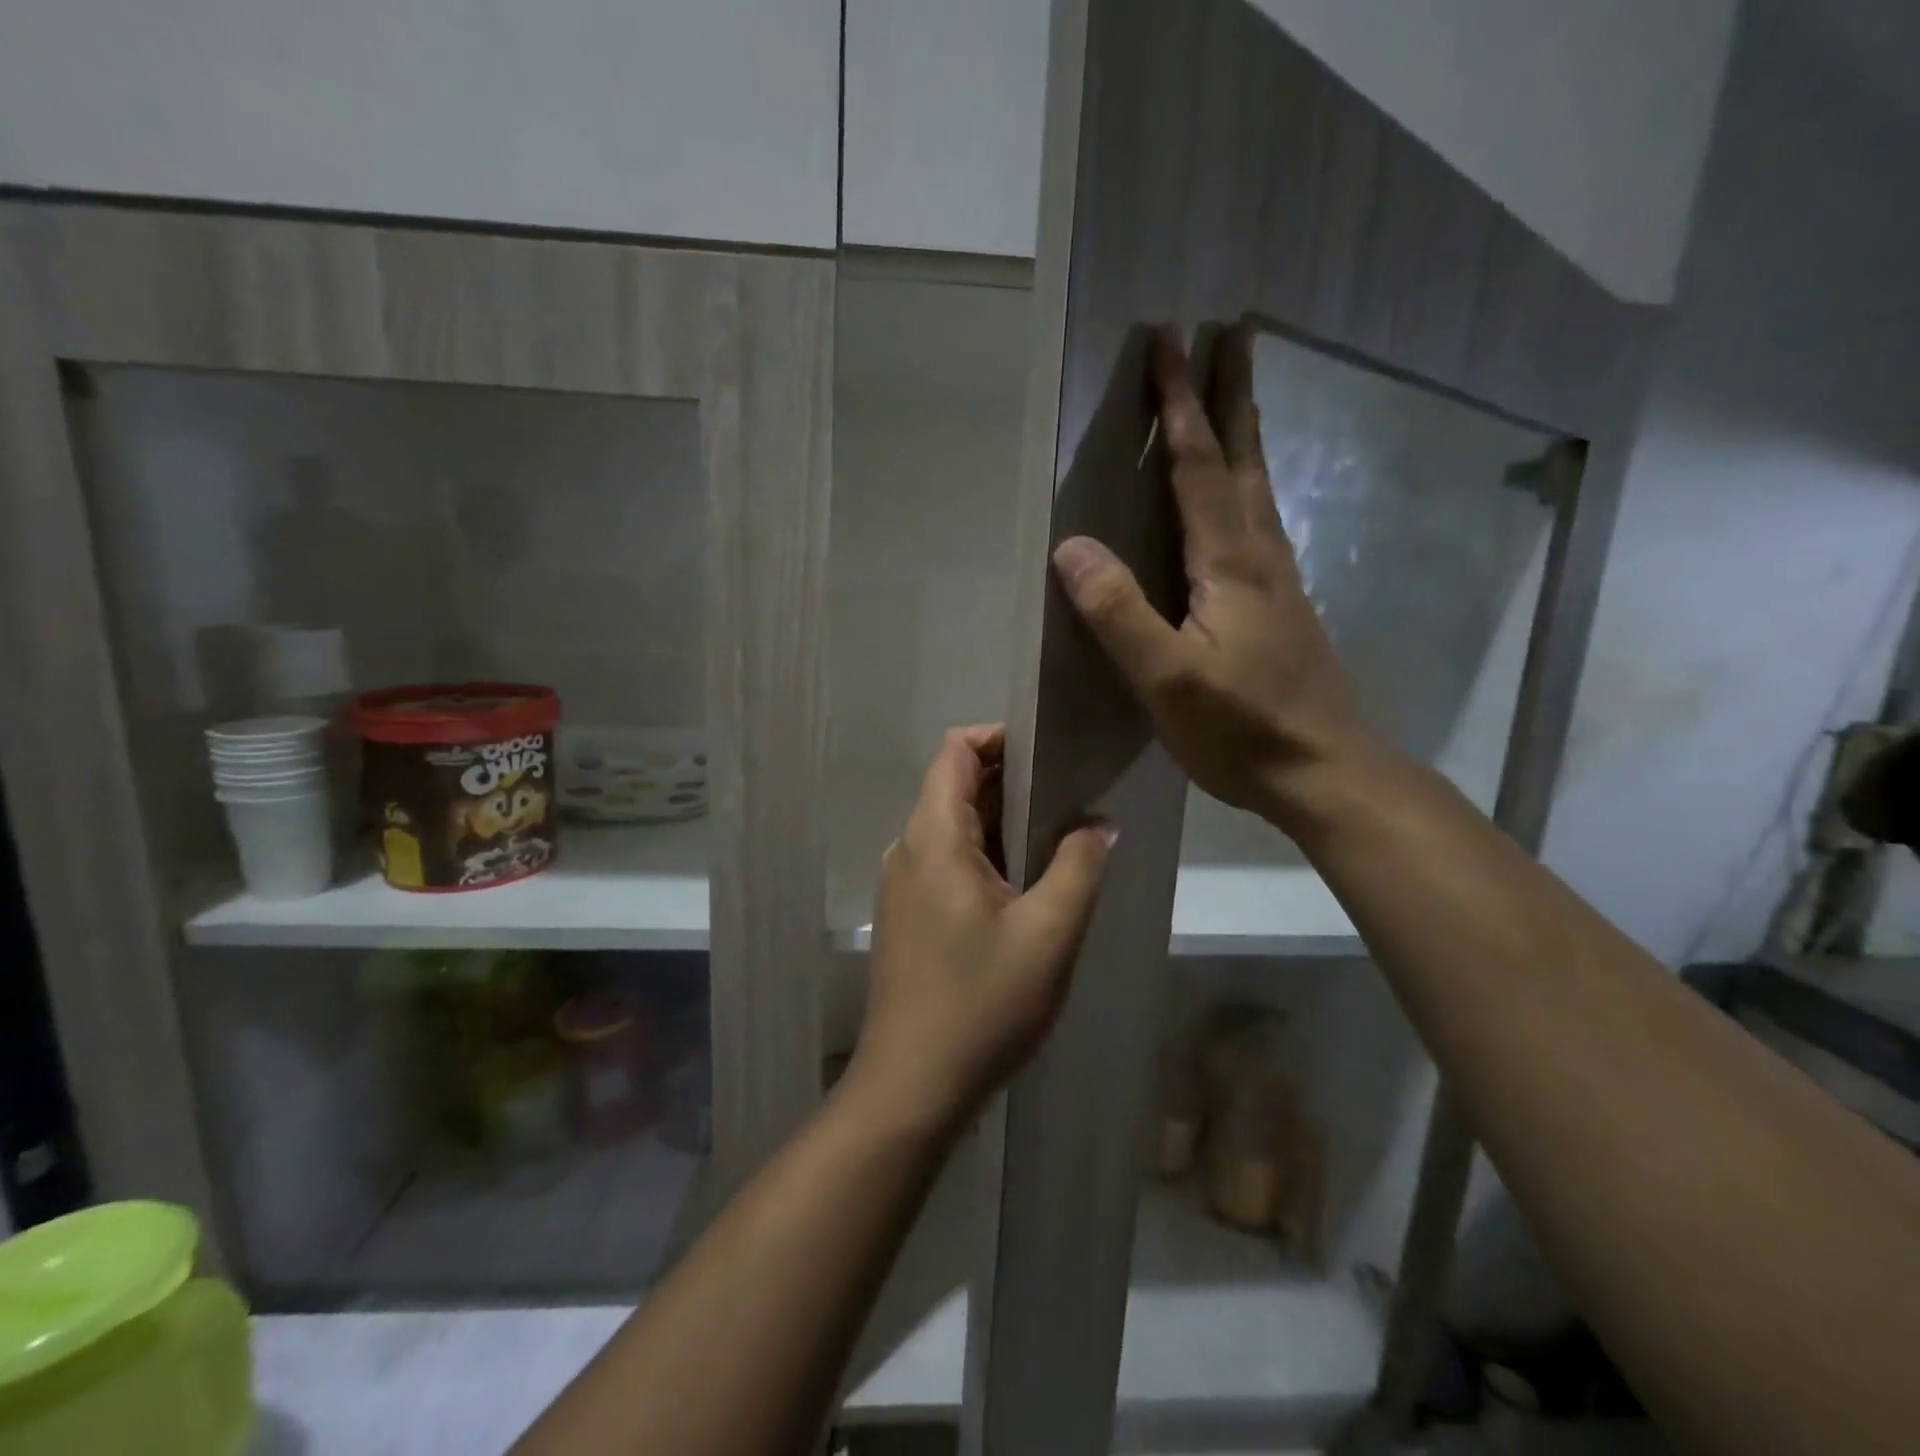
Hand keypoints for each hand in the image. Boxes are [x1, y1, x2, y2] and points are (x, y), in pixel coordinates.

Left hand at [852, 725, 1114, 1132]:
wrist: (913, 1086)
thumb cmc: (982, 1003)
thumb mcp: (1050, 932)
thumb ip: (1079, 866)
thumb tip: (1099, 824)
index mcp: (933, 836)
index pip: (956, 750)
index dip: (1001, 737)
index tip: (1051, 751)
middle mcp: (909, 849)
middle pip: (955, 785)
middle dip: (1012, 779)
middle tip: (1072, 793)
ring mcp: (903, 885)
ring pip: (953, 827)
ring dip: (1002, 821)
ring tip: (1060, 835)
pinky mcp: (908, 916)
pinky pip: (947, 862)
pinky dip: (986, 854)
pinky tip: (1026, 885)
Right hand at [1051, 324, 1374, 828]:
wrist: (1327, 772)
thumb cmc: (1242, 729)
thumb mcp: (1167, 678)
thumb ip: (1119, 612)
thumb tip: (1071, 546)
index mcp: (1229, 562)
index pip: (1197, 465)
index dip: (1178, 403)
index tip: (1170, 338)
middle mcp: (1260, 555)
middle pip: (1241, 459)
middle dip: (1228, 395)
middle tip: (1229, 334)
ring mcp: (1278, 581)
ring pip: (1257, 488)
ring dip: (1242, 435)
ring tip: (1233, 398)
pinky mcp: (1282, 608)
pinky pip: (1260, 523)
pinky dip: (1246, 485)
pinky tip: (1238, 500)